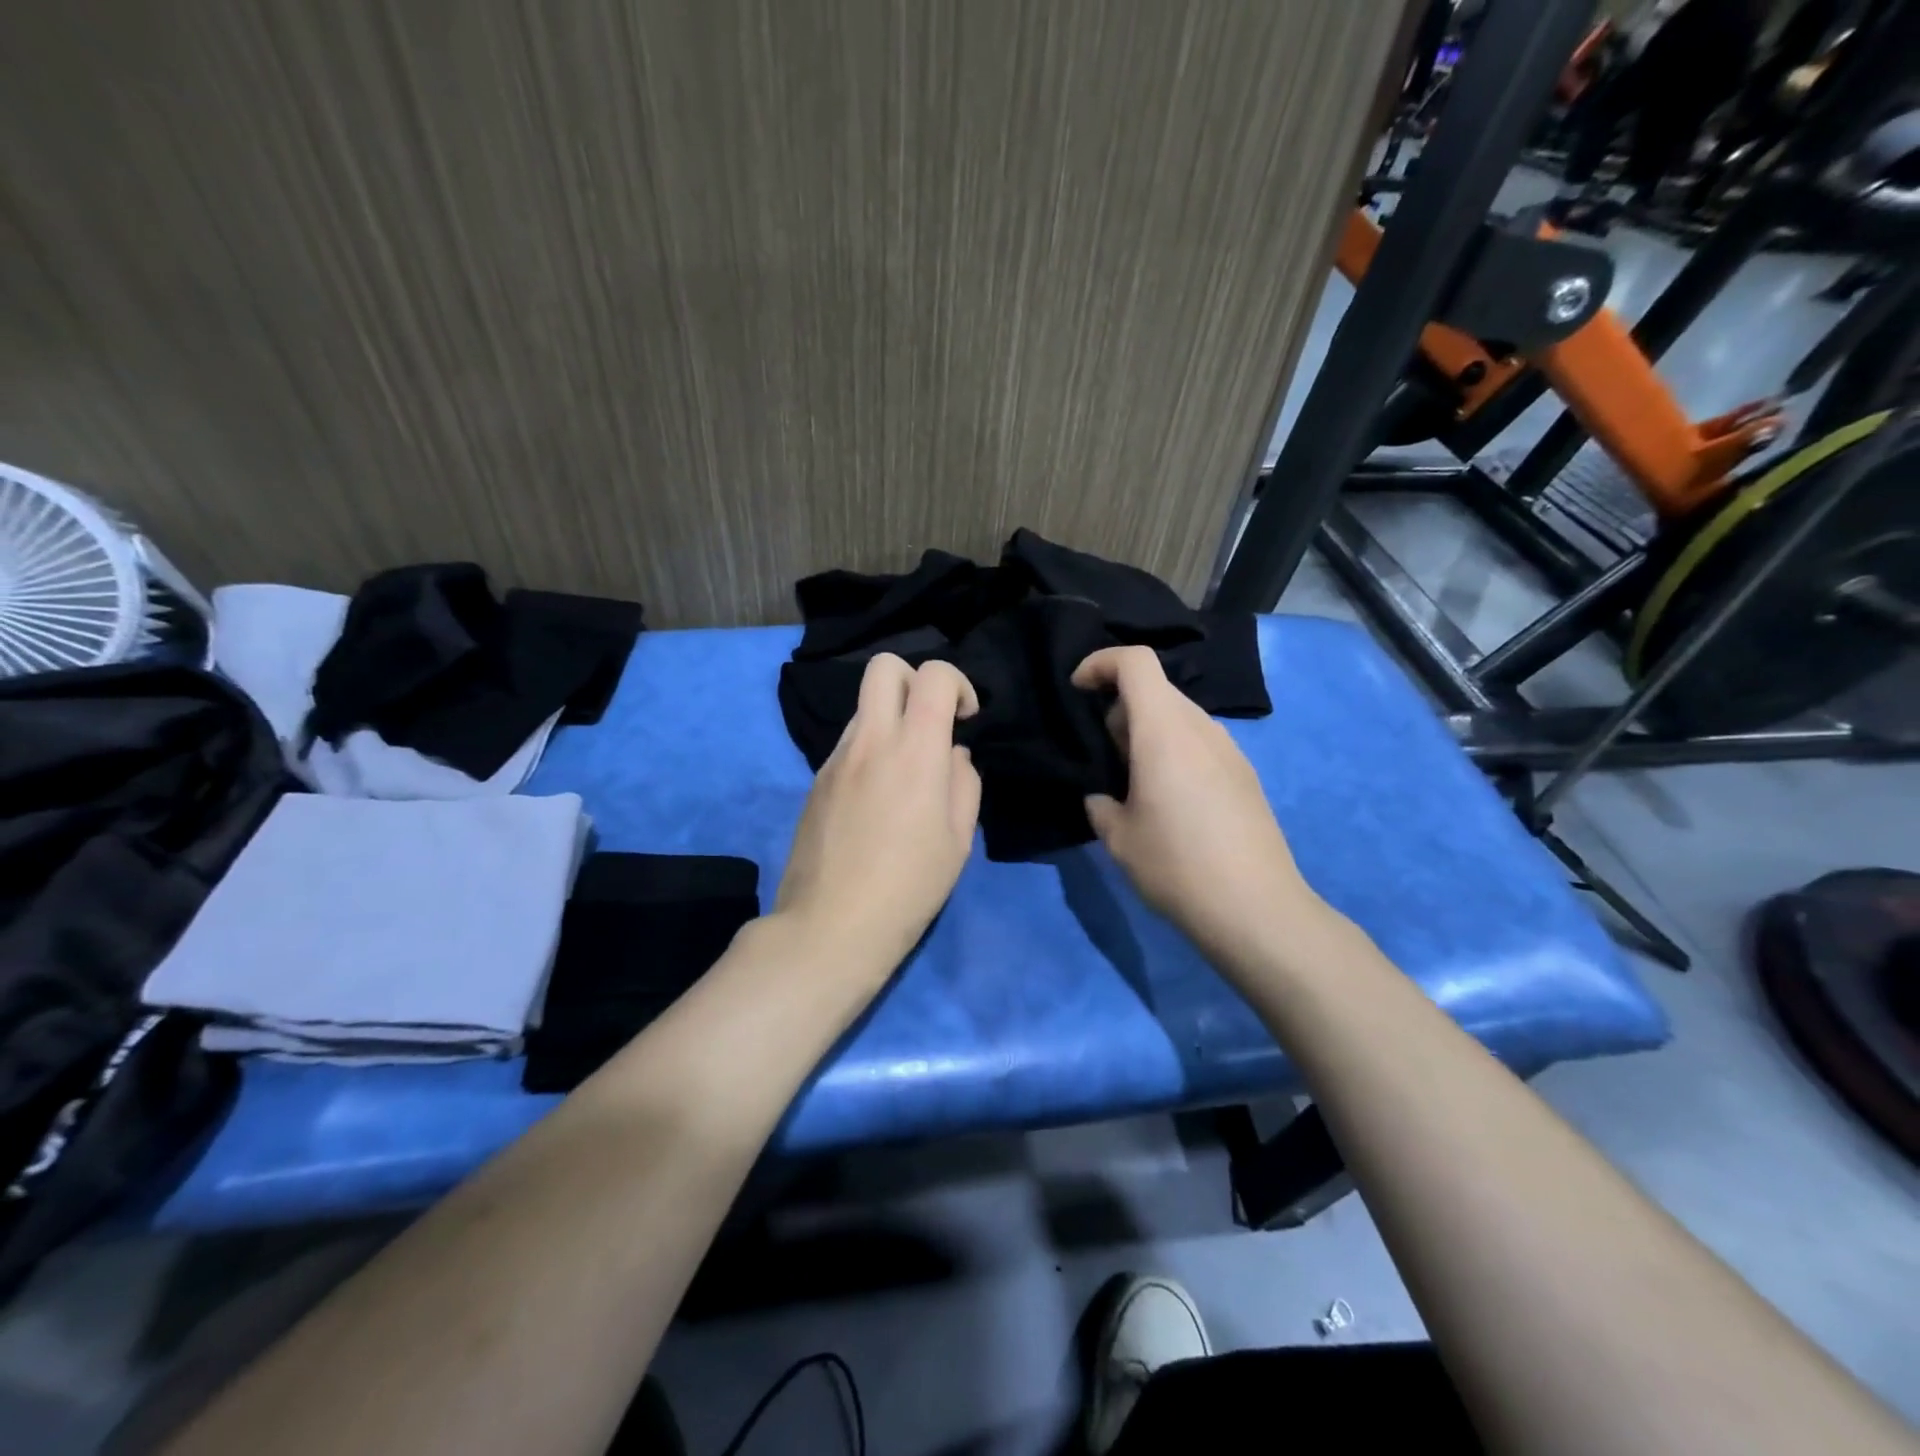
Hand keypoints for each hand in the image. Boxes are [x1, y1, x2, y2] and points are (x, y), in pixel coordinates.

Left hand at [773, 654, 981, 983]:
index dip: (957, 683)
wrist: (831, 926)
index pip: (932, 675)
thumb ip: (964, 784)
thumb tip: (952, 757)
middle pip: (883, 667)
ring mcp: (835, 759)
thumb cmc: (909, 887)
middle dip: (914, 679)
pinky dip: (869, 750)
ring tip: (904, 771)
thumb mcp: (958, 840)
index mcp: (914, 751)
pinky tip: (876, 799)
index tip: (965, 719)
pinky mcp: (815, 781)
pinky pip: (847, 744)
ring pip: (864, 707)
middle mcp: (870, 741)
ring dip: (890, 719)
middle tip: (930, 723)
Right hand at [1073, 646, 1322, 969]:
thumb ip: (1100, 803)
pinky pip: (1200, 743)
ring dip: (1148, 732)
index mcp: (1164, 730)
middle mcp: (1201, 728)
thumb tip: (1102, 795)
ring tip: (1133, 781)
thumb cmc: (1176, 865)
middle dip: (1119, 708)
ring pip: (1179, 718)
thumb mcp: (1118, 837)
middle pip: (1156, 690)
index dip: (1100, 663)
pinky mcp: (1245, 775)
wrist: (1256, 909)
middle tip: (1101, 754)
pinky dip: (1174, 751)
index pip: (1135, 662)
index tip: (1077, 691)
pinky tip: (1170, 801)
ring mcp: (1230, 750)